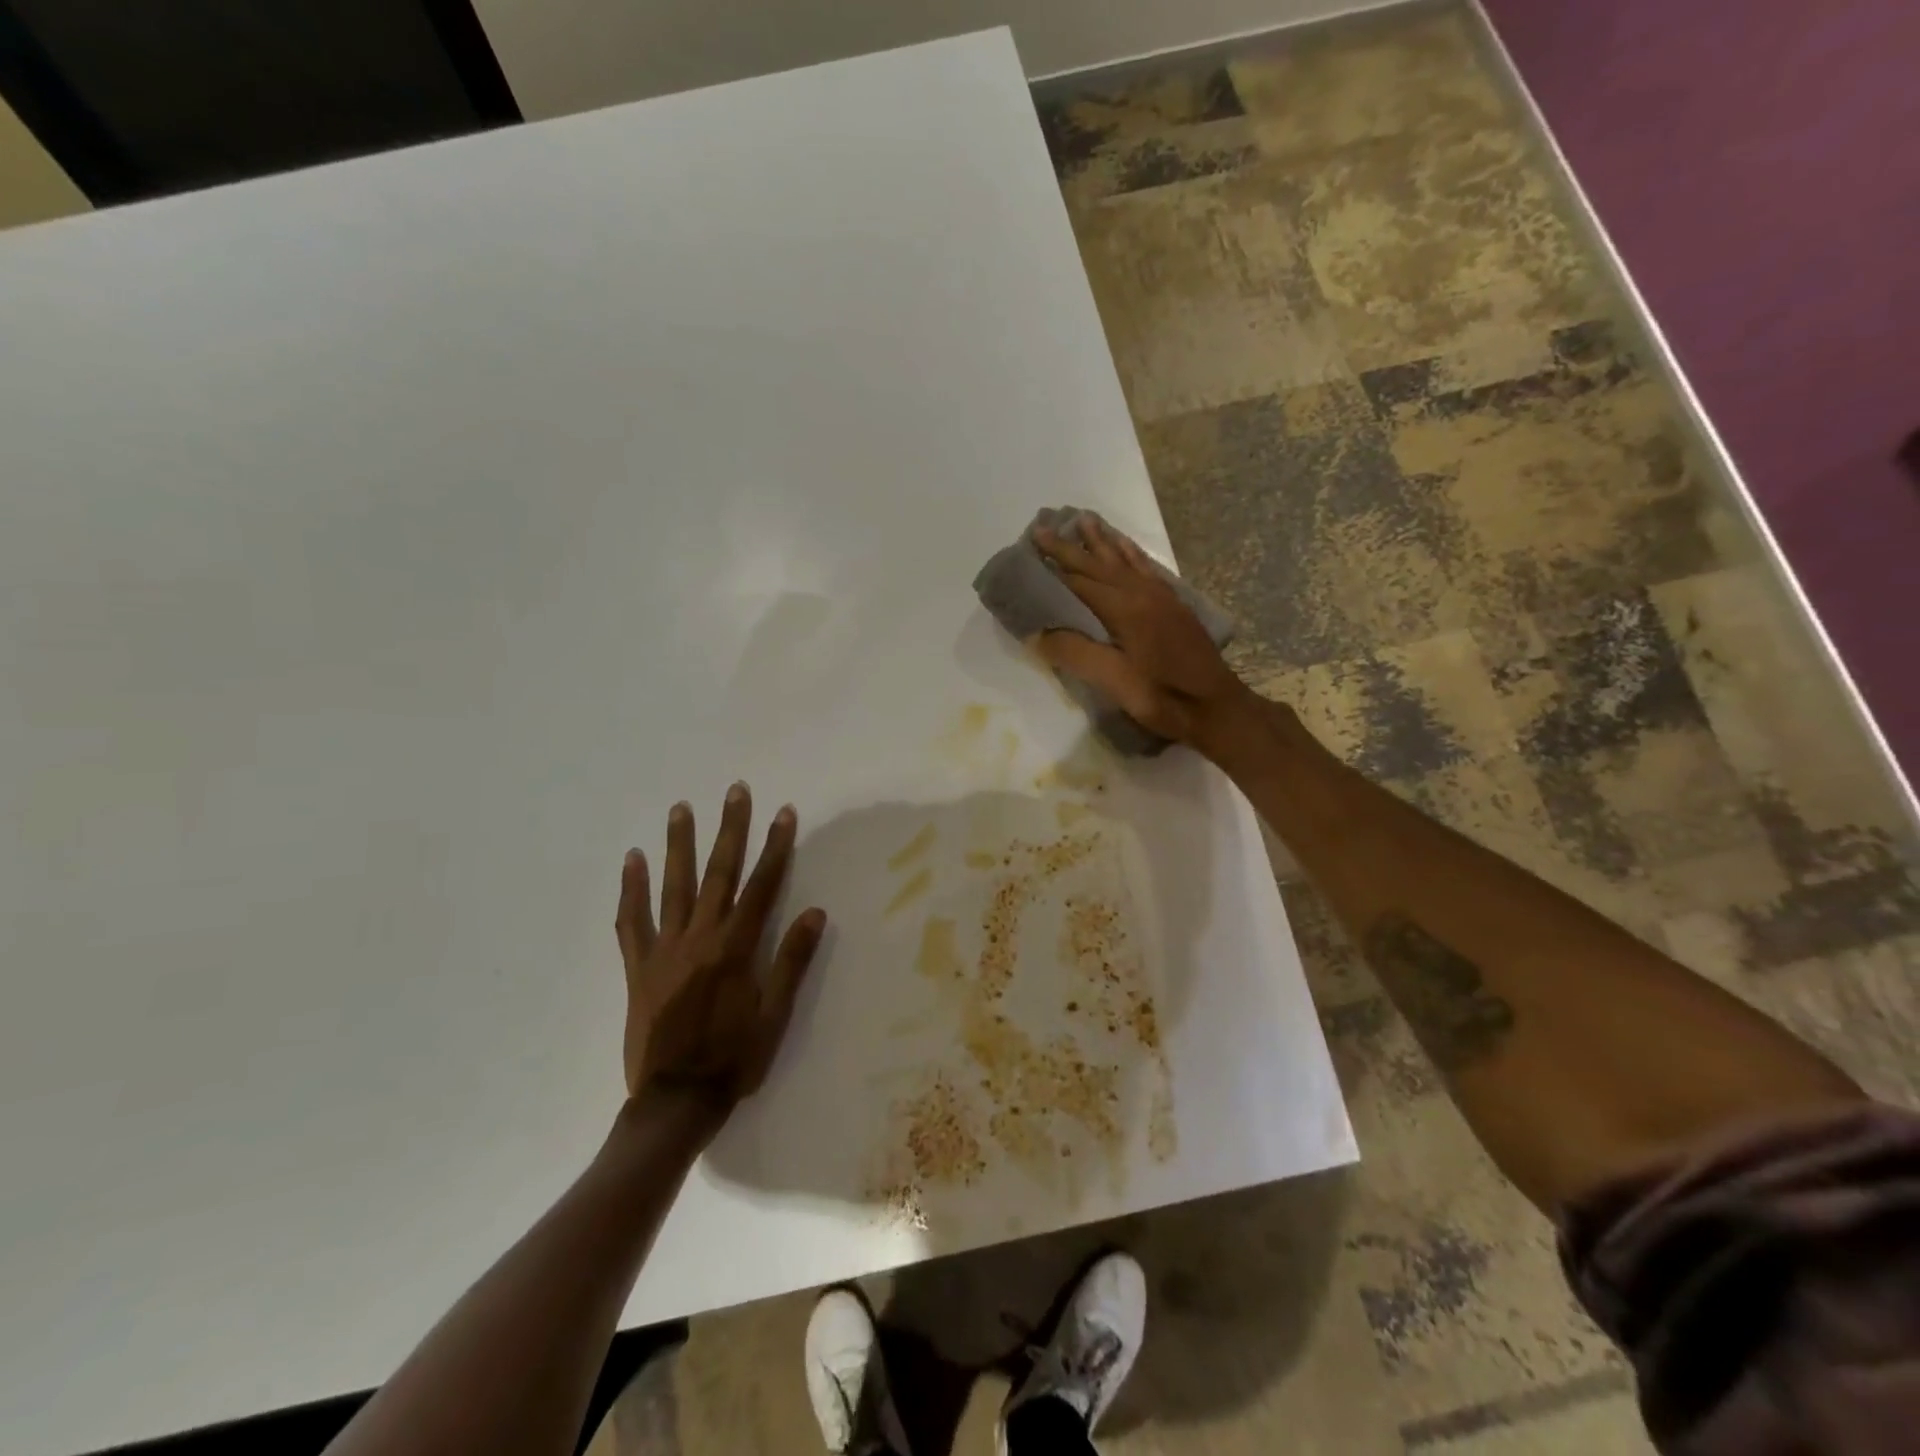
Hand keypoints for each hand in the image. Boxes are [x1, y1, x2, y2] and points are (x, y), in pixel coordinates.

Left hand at [616, 784, 825, 1120]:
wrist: (675, 1101)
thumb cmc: (733, 1058)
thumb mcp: (775, 1016)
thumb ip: (791, 962)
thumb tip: (814, 912)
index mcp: (735, 949)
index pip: (762, 886)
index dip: (775, 848)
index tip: (784, 813)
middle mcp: (699, 939)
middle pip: (718, 873)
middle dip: (729, 829)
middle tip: (734, 791)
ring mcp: (664, 950)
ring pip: (672, 886)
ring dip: (679, 844)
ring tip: (681, 808)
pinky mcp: (638, 967)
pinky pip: (632, 921)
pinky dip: (631, 889)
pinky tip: (633, 860)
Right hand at [1032, 513, 1254, 748]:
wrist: (1216, 708)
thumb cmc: (1163, 697)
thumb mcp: (1114, 682)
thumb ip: (1075, 653)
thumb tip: (1037, 634)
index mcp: (1125, 609)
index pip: (1079, 582)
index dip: (1052, 569)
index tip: (1028, 553)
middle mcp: (1143, 593)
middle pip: (1099, 564)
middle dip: (1069, 546)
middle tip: (1043, 526)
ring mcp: (1162, 598)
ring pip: (1125, 560)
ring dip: (1101, 541)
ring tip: (1084, 520)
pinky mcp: (1174, 607)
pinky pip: (1146, 569)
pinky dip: (1131, 554)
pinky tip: (1126, 549)